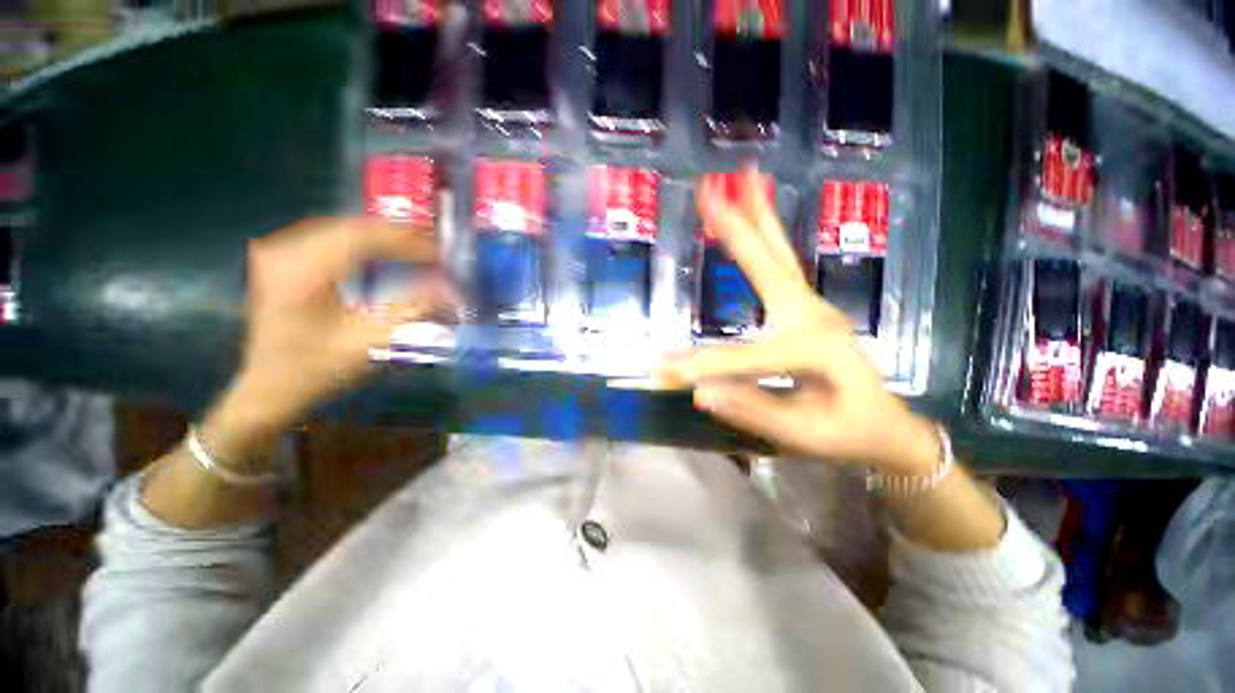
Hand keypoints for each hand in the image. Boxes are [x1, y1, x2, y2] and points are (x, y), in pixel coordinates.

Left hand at [210, 218, 445, 443]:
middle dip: (397, 235)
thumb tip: (451, 289)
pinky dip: (362, 242)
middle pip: (351, 227)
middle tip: (434, 247)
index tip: (440, 250)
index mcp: (301, 272)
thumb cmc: (317, 369)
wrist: (269, 386)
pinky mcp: (282, 259)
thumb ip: (413, 312)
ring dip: (381, 237)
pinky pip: (330, 238)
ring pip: (341, 229)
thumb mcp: (371, 344)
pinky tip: (382, 251)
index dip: (406, 240)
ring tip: (416, 247)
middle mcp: (283, 251)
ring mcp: (278, 252)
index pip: (362, 238)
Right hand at [656, 169, 938, 476]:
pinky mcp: (806, 307)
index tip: (662, 370)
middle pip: (769, 268)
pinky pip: (782, 265)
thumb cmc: (847, 434)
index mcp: (815, 352)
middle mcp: (814, 318)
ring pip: (779, 256)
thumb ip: (751, 410)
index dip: (701, 366)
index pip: (744, 358)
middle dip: (736, 232)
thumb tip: (701, 392)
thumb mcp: (801, 435)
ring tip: (742, 179)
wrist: (886, 427)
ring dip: (757, 217)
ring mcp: (813, 307)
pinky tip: (757, 213)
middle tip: (709, 193)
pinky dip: (768, 234)